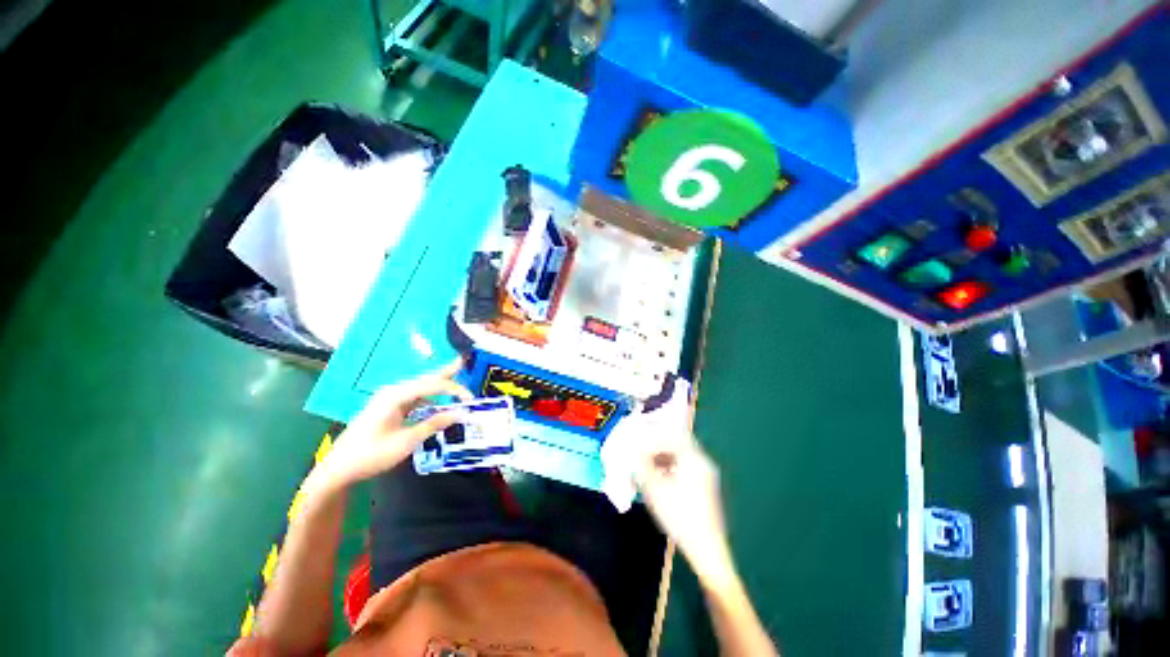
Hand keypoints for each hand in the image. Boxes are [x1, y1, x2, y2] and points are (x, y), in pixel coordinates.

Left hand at [309, 358, 472, 492]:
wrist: (338, 468)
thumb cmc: (371, 454)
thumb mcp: (407, 441)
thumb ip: (435, 423)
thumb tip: (460, 413)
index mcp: (396, 395)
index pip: (433, 384)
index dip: (455, 389)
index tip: (471, 399)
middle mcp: (393, 391)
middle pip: (426, 378)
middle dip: (446, 372)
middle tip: (464, 361)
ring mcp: (390, 398)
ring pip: (421, 386)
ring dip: (439, 386)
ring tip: (457, 380)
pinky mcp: (389, 407)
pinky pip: (415, 397)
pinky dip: (430, 398)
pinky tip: (440, 402)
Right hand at [636, 437, 735, 588]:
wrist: (706, 550)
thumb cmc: (680, 516)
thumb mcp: (655, 489)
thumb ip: (643, 466)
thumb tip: (634, 451)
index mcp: (693, 458)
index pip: (671, 436)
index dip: (652, 437)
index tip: (638, 442)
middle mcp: (702, 461)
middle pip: (677, 443)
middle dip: (657, 445)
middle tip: (641, 450)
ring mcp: (705, 474)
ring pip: (681, 455)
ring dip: (663, 456)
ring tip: (647, 465)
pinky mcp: (704, 486)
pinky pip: (685, 467)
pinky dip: (670, 467)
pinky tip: (659, 478)